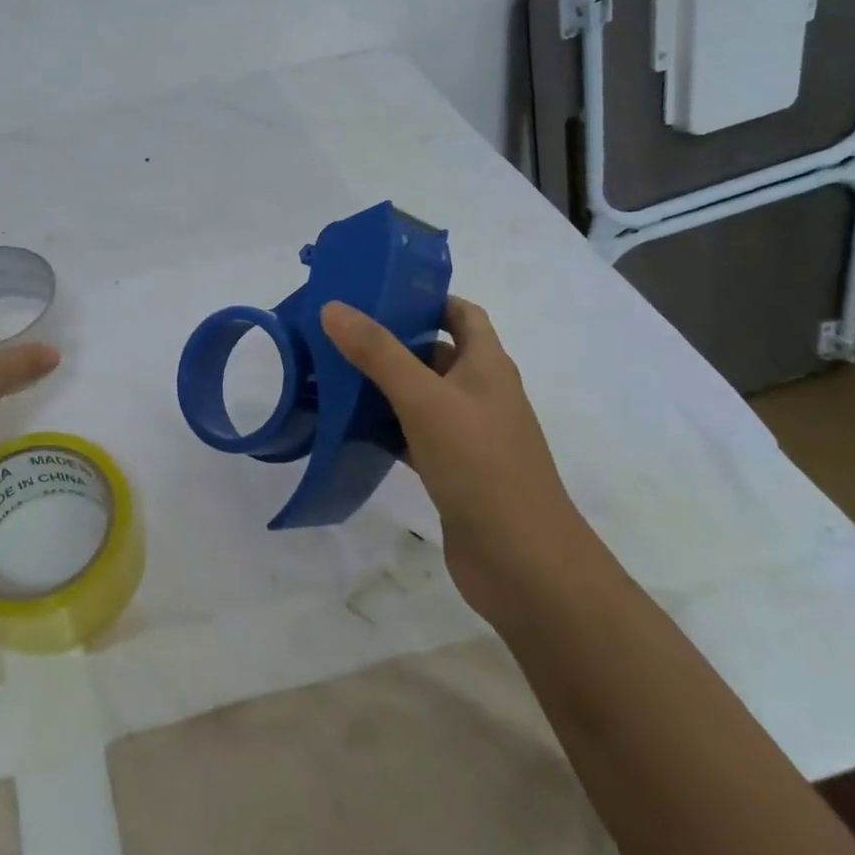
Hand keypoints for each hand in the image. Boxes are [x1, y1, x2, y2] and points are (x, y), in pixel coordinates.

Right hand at [320, 297, 594, 614]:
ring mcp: (467, 435)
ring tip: (332, 372)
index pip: (462, 313)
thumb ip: (378, 353)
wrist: (523, 563)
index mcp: (487, 366)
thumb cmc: (480, 465)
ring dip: (383, 384)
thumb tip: (334, 308)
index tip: (377, 291)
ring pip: (420, 396)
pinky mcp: (452, 471)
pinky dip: (385, 426)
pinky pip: (413, 434)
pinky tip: (349, 426)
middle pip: (435, 352)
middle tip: (338, 331)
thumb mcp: (425, 400)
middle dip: (392, 339)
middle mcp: (481, 394)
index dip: (427, 297)